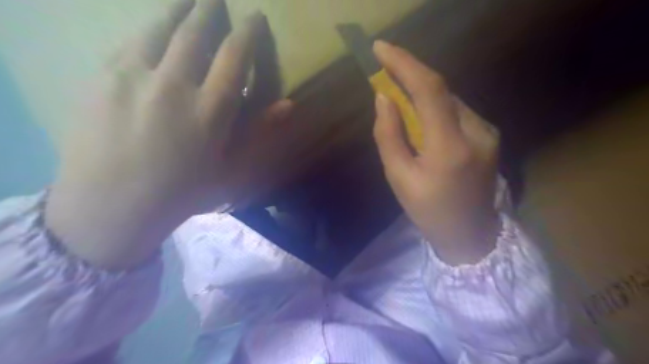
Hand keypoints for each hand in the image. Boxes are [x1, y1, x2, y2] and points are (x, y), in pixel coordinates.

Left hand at [47, 1, 295, 268]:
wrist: (112, 207)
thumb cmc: (182, 193)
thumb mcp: (229, 169)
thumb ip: (258, 132)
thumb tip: (288, 104)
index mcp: (210, 110)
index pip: (234, 56)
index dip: (247, 32)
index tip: (255, 16)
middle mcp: (174, 85)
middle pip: (195, 33)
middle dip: (210, 9)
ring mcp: (133, 77)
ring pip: (158, 28)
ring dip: (177, 9)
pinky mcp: (101, 78)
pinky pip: (129, 41)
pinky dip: (147, 29)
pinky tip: (152, 28)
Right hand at [370, 41, 501, 266]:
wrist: (471, 234)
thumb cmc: (428, 211)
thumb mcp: (398, 178)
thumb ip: (389, 135)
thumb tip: (384, 99)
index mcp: (449, 147)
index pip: (429, 89)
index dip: (404, 63)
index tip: (380, 49)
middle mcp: (476, 131)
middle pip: (441, 90)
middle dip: (410, 77)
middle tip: (384, 75)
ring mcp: (488, 132)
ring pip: (449, 100)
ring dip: (422, 95)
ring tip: (402, 104)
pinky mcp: (490, 135)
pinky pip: (457, 111)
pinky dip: (436, 108)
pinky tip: (424, 123)